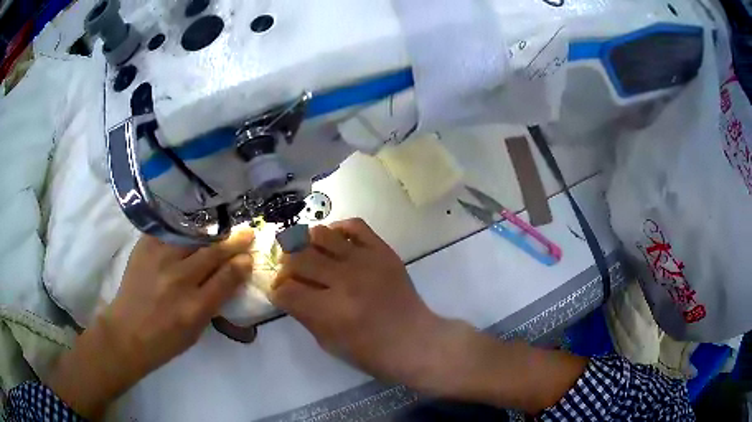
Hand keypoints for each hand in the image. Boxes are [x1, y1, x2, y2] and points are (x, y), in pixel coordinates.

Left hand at [47, 230, 254, 418]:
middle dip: (234, 242)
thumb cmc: (165, 340)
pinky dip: (185, 227)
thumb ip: (214, 303)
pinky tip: (193, 224)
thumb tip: (231, 277)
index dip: (241, 264)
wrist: (126, 332)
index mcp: (194, 308)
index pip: (226, 278)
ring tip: (222, 226)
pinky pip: (170, 230)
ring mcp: (159, 260)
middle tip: (247, 233)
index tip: (249, 255)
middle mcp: (178, 280)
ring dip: (211, 231)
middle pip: (212, 253)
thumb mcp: (196, 331)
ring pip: (193, 237)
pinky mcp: (144, 247)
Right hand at [270, 219, 452, 388]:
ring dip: (306, 244)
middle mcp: (345, 280)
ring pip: (321, 235)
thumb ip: (303, 314)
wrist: (414, 340)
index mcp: (330, 311)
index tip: (281, 293)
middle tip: (291, 274)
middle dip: (286, 267)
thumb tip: (287, 291)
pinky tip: (334, 242)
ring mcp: (365, 261)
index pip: (285, 290)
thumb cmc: (371, 352)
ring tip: (310, 255)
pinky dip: (338, 230)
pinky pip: (355, 226)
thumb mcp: (328, 342)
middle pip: (297, 258)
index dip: (277, 291)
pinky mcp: (383, 251)